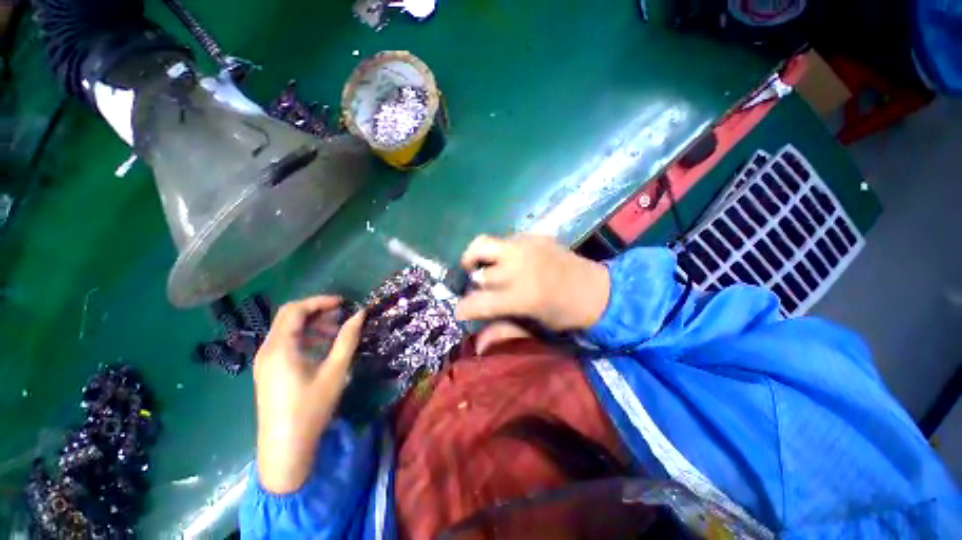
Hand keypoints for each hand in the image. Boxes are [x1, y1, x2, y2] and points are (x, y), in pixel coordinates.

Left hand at [253, 296, 365, 493]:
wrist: (284, 449)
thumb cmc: (310, 409)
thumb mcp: (335, 371)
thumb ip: (347, 339)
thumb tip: (360, 314)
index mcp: (280, 348)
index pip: (296, 310)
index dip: (320, 301)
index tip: (344, 303)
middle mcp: (267, 350)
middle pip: (288, 316)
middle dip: (316, 310)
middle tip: (341, 314)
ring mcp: (265, 361)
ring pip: (286, 329)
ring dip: (311, 324)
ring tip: (336, 331)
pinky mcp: (268, 371)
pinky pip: (285, 343)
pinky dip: (304, 337)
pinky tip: (322, 347)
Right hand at [455, 235, 610, 330]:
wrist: (598, 290)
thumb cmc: (567, 316)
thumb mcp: (536, 329)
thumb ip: (504, 331)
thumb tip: (478, 345)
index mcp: (522, 297)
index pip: (478, 302)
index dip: (464, 308)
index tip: (461, 311)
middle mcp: (519, 268)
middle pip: (478, 271)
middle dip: (471, 282)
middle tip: (478, 289)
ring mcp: (526, 247)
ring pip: (483, 244)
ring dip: (476, 257)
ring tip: (481, 267)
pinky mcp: (534, 236)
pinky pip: (504, 240)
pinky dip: (498, 252)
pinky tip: (509, 262)